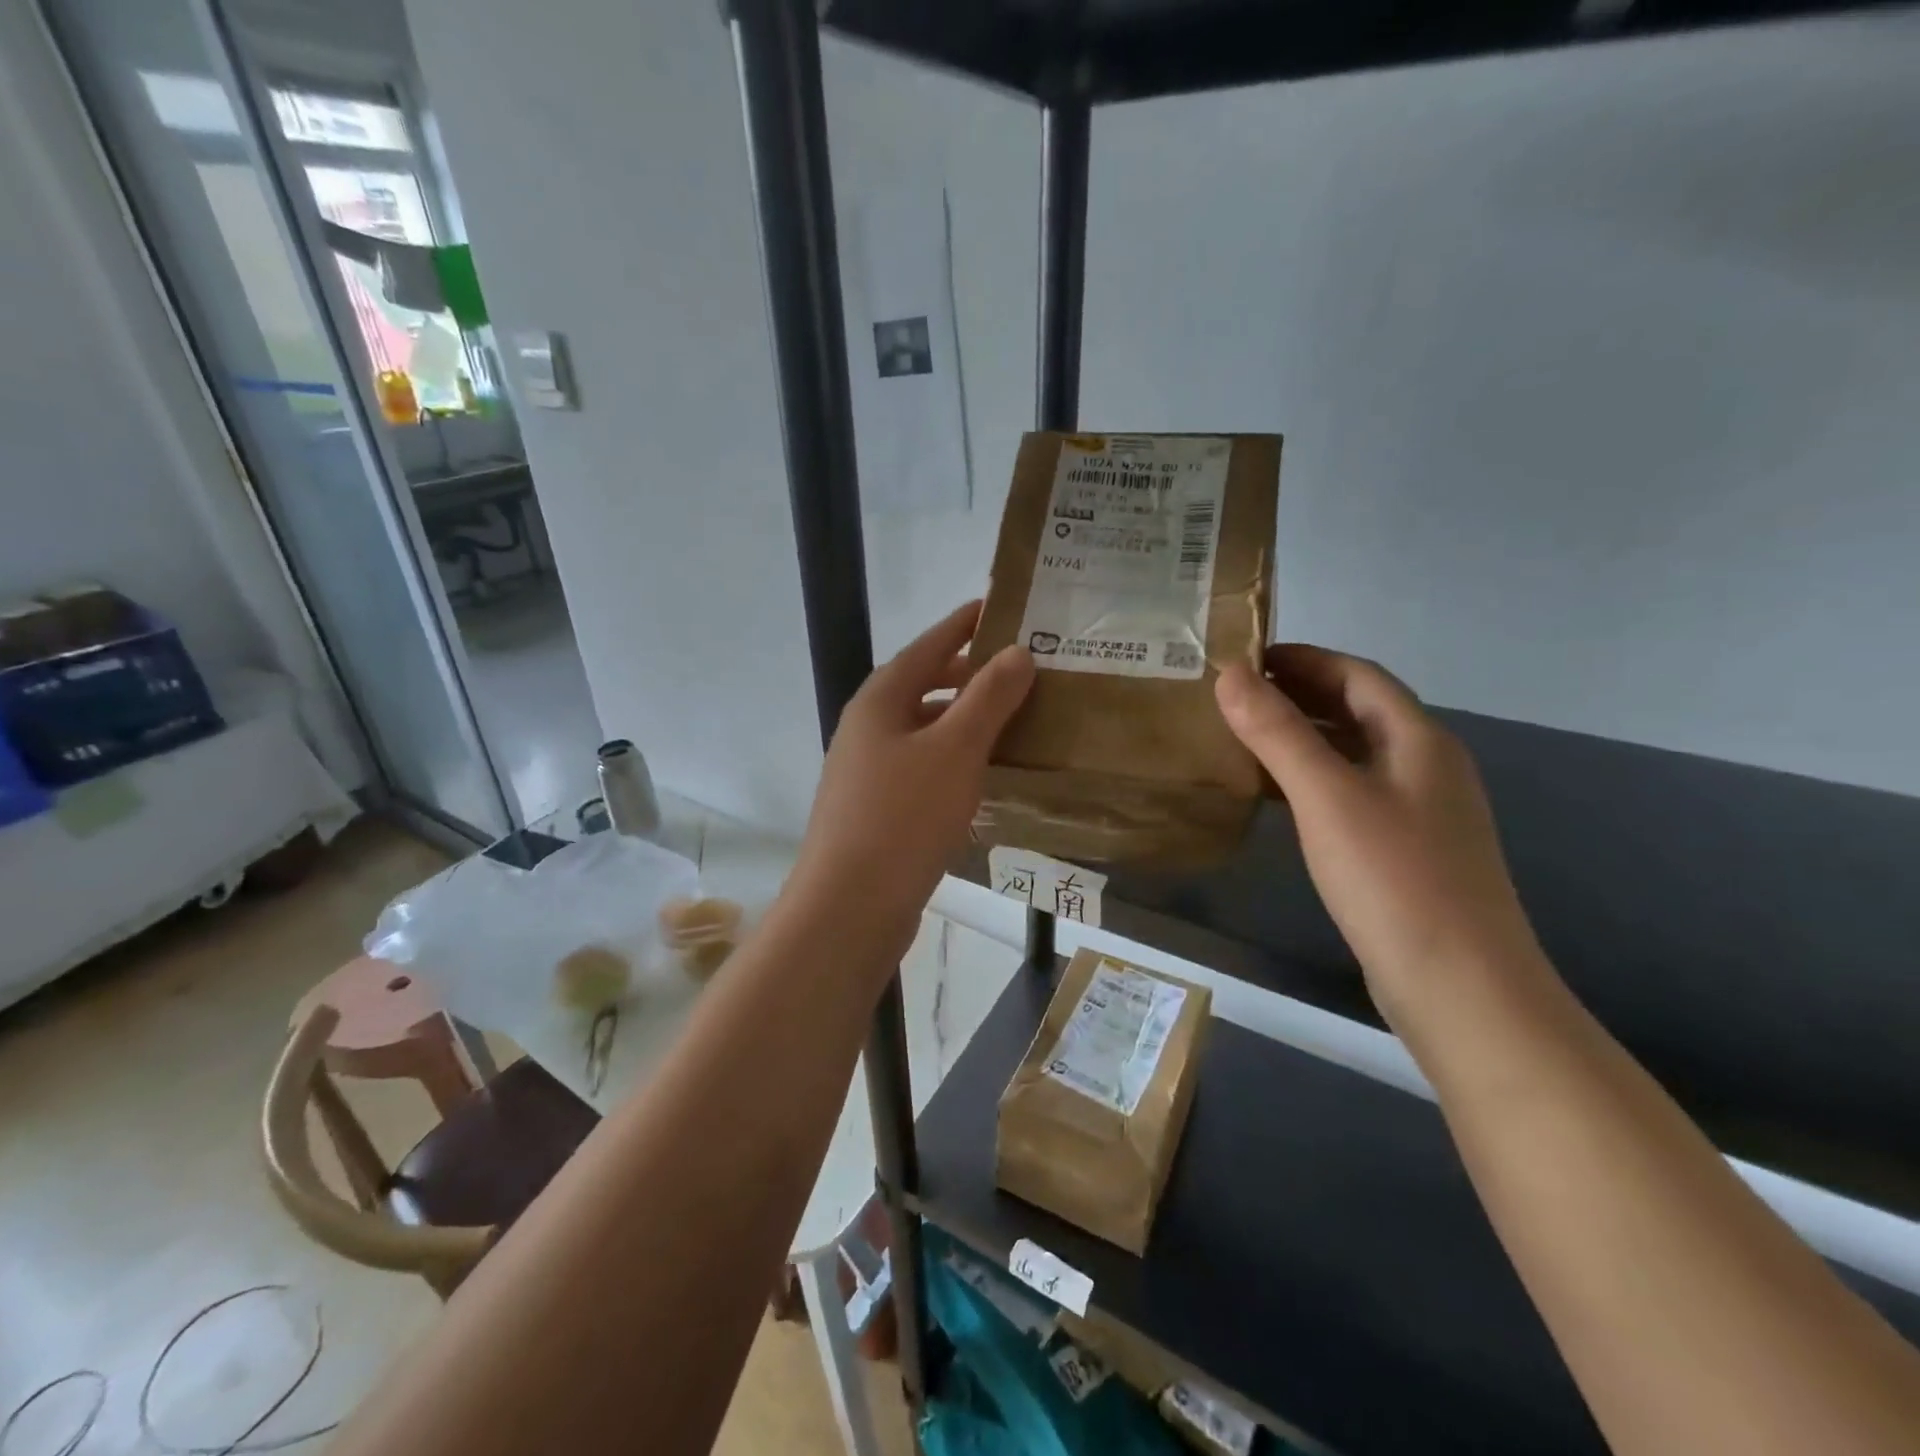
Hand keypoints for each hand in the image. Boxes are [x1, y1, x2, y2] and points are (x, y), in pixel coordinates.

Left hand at [789, 601, 1033, 959]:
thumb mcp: (955, 749)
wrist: (850, 906)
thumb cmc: (904, 817)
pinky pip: (922, 767)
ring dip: (964, 721)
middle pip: (924, 686)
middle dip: (969, 675)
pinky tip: (982, 775)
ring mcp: (867, 770)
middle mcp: (868, 728)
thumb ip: (988, 698)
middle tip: (1020, 671)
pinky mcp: (876, 808)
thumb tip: (1017, 652)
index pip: (928, 645)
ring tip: (1013, 721)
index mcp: (880, 700)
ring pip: (924, 730)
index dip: (963, 625)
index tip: (997, 608)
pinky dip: (953, 759)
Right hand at [1215, 645, 1542, 1025]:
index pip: (1357, 675)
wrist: (1459, 986)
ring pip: (1352, 753)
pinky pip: (1349, 793)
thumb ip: (1277, 732)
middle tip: (1232, 695)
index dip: (1303, 659)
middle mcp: (1425, 766)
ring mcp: (1418, 811)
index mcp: (1418, 739)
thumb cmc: (1393, 878)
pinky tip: (1275, 795)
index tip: (1244, 657)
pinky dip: (1309, 779)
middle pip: (1357, 710)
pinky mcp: (1403, 850)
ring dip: (1301, 736)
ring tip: (1241, 736)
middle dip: (1298, 694)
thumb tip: (1229, 674)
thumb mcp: (1327, 796)